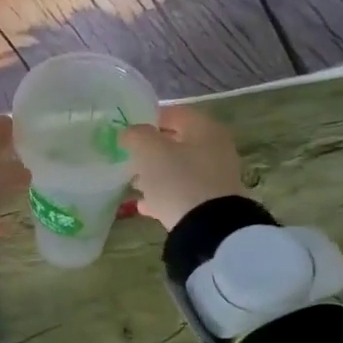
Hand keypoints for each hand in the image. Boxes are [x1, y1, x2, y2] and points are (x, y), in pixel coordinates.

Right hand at [120, 104, 246, 230]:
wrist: (209, 229)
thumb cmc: (178, 179)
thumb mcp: (150, 151)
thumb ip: (136, 135)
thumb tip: (130, 133)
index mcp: (204, 129)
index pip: (173, 113)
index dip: (147, 118)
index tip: (127, 131)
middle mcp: (214, 148)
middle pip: (176, 142)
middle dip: (150, 149)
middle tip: (127, 157)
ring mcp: (215, 177)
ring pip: (178, 168)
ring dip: (155, 173)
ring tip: (132, 182)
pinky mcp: (211, 202)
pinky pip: (182, 191)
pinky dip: (163, 194)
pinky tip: (144, 205)